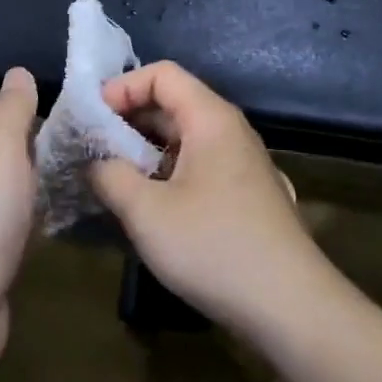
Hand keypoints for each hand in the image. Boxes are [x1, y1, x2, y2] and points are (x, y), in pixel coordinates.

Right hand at [89, 63, 332, 336]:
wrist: (290, 307)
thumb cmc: (214, 247)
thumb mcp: (146, 211)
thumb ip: (109, 175)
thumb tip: (95, 161)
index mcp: (211, 119)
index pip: (162, 74)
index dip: (122, 87)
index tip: (91, 119)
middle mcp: (230, 132)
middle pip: (173, 104)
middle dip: (127, 120)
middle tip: (91, 148)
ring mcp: (241, 165)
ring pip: (183, 139)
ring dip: (143, 150)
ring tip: (110, 177)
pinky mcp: (244, 196)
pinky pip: (197, 166)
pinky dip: (165, 172)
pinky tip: (146, 204)